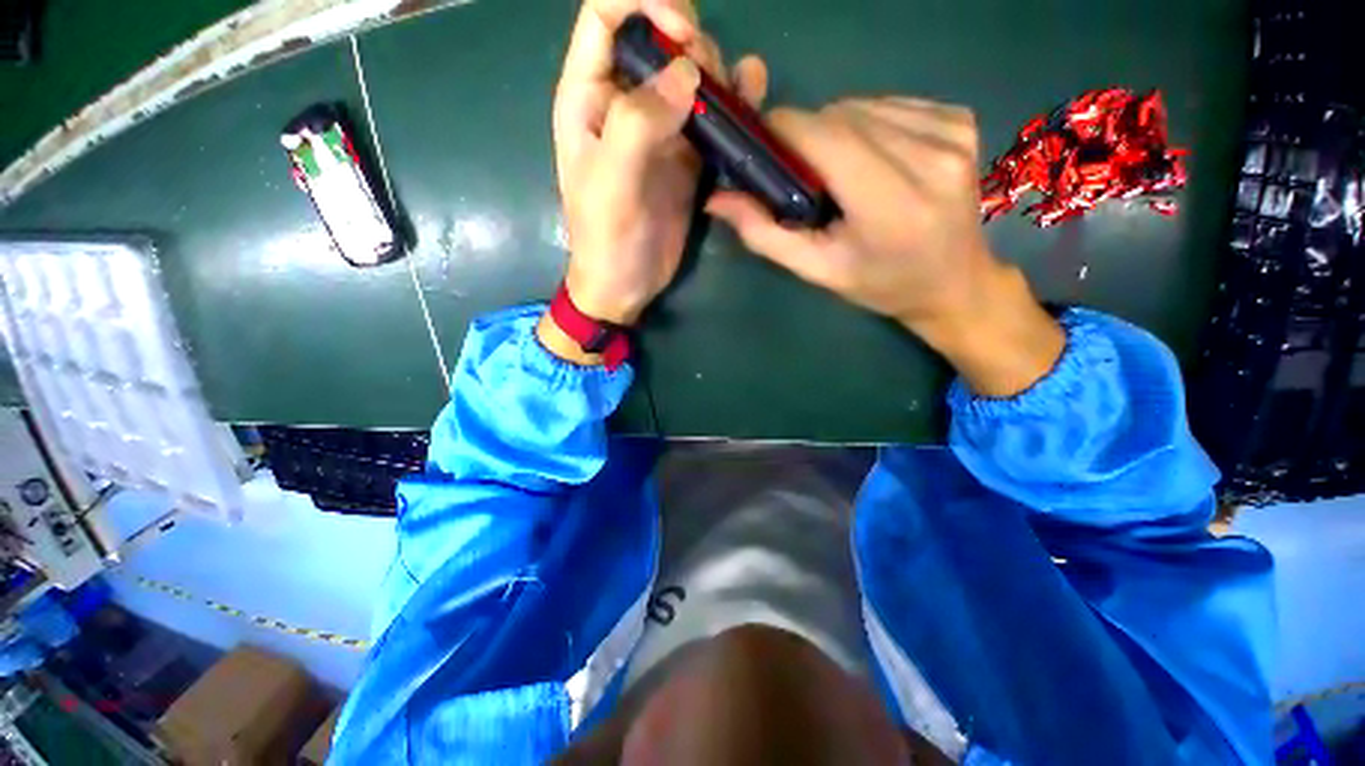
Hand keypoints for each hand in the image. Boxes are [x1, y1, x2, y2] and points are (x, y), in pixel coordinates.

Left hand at [550, 0, 766, 330]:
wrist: (625, 286)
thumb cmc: (606, 241)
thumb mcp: (611, 185)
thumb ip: (638, 124)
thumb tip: (686, 74)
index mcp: (589, 97)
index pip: (607, 14)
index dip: (644, 3)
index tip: (683, 34)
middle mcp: (624, 104)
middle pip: (658, 39)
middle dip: (691, 43)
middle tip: (710, 87)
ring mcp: (659, 130)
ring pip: (691, 73)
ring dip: (717, 72)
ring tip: (733, 99)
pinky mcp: (685, 157)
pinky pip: (711, 116)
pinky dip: (733, 102)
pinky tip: (752, 97)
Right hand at [706, 98, 1063, 396]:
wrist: (954, 282)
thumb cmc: (880, 285)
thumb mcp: (817, 270)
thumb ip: (764, 235)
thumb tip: (716, 198)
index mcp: (891, 206)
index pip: (826, 137)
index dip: (784, 130)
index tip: (763, 145)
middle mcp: (930, 159)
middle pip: (843, 115)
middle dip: (808, 135)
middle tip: (800, 173)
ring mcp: (952, 133)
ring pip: (865, 104)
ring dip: (838, 129)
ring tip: (839, 172)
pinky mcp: (962, 119)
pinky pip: (893, 104)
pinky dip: (869, 123)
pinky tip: (873, 158)